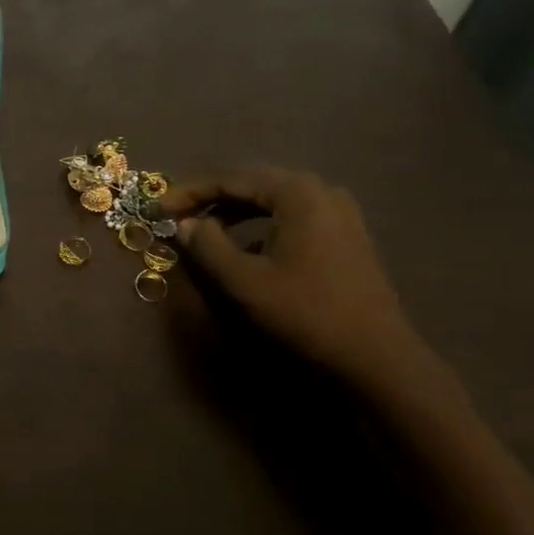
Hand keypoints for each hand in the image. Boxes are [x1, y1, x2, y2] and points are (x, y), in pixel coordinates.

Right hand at [164, 165, 429, 387]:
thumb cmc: (306, 312)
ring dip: (235, 213)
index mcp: (297, 192)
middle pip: (253, 184)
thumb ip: (207, 246)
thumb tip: (184, 224)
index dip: (189, 193)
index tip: (157, 210)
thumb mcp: (244, 281)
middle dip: (211, 199)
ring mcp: (339, 212)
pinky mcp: (346, 235)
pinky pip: (292, 217)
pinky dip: (261, 226)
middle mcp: (321, 190)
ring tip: (206, 232)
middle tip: (177, 217)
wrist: (376, 356)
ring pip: (273, 201)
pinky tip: (247, 249)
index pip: (231, 179)